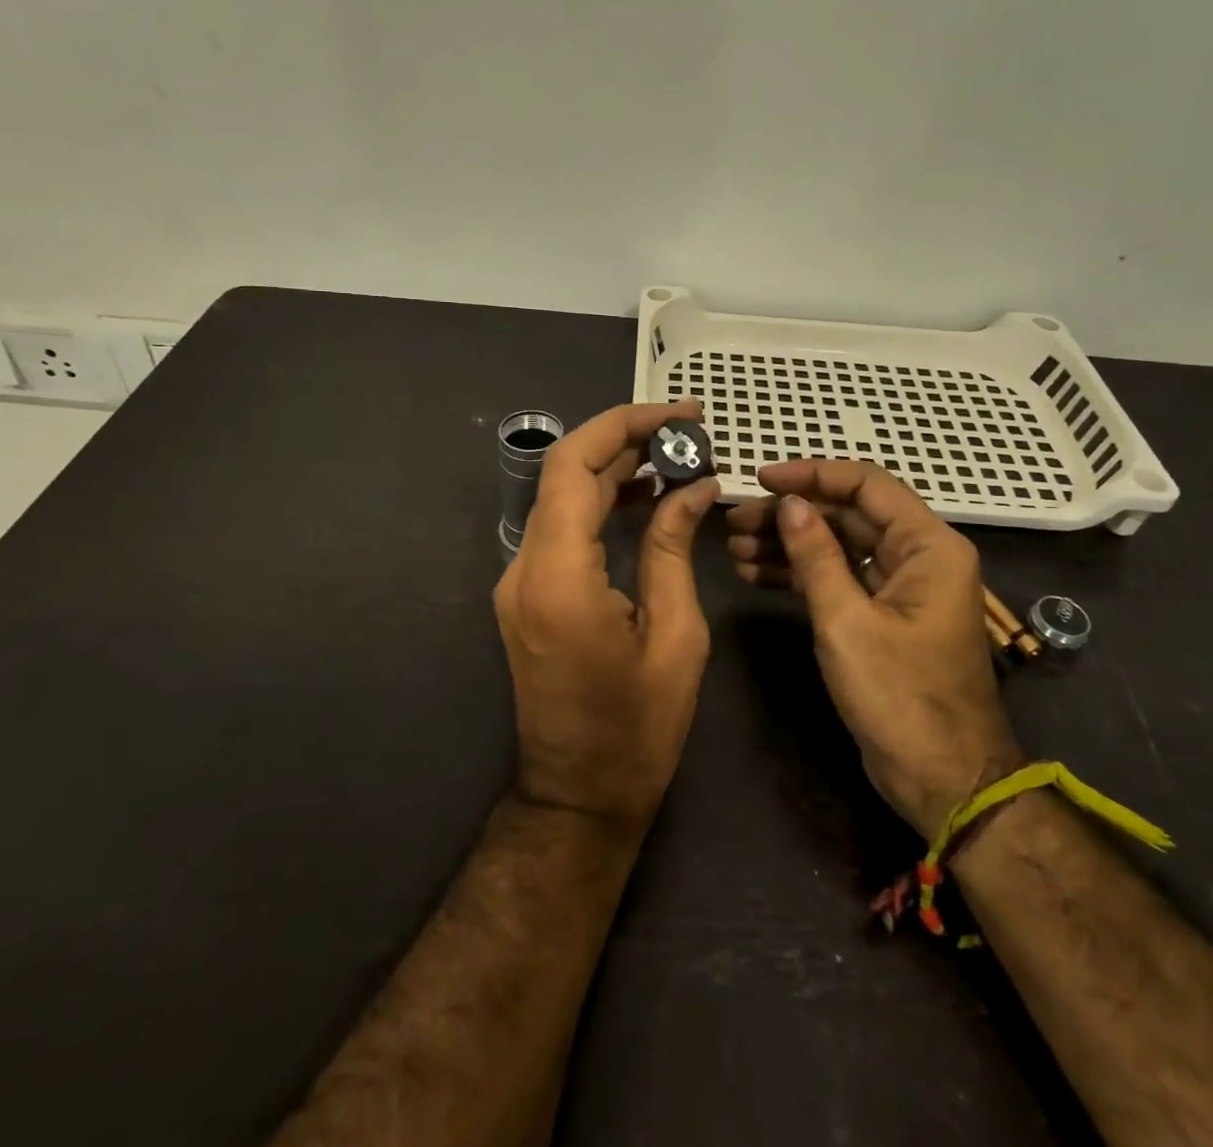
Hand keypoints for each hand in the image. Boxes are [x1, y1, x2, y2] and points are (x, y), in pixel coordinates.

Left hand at [494, 400, 720, 831]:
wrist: (578, 795)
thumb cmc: (636, 730)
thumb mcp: (676, 636)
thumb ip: (673, 549)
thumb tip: (693, 486)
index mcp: (559, 576)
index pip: (574, 466)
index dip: (624, 426)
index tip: (679, 415)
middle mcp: (525, 568)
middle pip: (565, 473)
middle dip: (626, 440)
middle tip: (689, 430)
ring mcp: (519, 581)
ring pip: (562, 497)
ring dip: (614, 469)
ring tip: (677, 456)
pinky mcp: (527, 593)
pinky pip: (561, 529)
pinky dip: (600, 503)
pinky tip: (646, 497)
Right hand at [727, 460, 1021, 837]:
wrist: (943, 779)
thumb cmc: (900, 697)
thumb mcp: (847, 621)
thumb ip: (816, 556)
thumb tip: (790, 503)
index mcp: (928, 546)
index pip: (865, 485)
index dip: (810, 475)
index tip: (760, 480)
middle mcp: (918, 556)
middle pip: (846, 514)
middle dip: (789, 515)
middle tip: (734, 522)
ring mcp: (899, 586)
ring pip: (838, 545)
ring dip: (788, 544)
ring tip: (735, 550)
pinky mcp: (882, 614)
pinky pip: (838, 577)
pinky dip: (800, 574)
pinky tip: (755, 574)